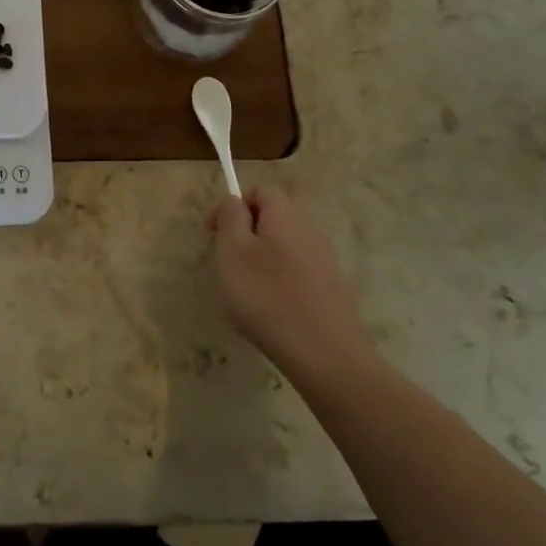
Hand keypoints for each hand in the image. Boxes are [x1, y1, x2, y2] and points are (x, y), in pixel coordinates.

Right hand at [207, 186, 373, 384]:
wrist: (325, 354)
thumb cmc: (267, 296)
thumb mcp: (233, 251)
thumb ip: (230, 218)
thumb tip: (235, 201)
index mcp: (285, 215)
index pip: (260, 191)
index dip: (233, 205)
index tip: (213, 233)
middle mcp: (310, 231)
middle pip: (273, 219)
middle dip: (246, 234)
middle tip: (226, 263)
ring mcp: (325, 262)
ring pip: (284, 248)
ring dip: (261, 260)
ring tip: (246, 291)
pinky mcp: (332, 290)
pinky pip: (298, 274)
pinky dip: (279, 283)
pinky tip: (271, 310)